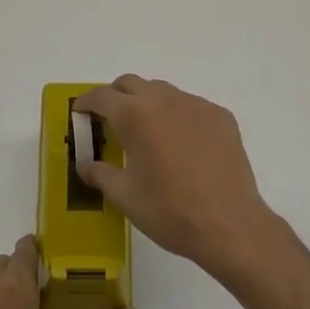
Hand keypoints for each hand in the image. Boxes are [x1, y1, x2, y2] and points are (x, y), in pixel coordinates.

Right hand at [72, 76, 298, 280]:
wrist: (229, 224)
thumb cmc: (169, 210)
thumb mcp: (125, 196)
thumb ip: (100, 174)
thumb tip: (84, 165)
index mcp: (134, 115)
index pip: (101, 96)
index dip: (86, 103)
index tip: (80, 113)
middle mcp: (164, 100)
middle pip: (131, 84)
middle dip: (116, 97)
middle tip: (110, 121)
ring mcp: (196, 105)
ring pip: (163, 92)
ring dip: (147, 104)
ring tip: (147, 134)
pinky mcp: (220, 116)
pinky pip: (190, 106)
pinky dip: (177, 116)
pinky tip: (181, 146)